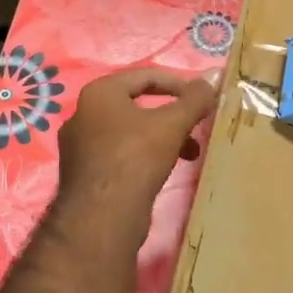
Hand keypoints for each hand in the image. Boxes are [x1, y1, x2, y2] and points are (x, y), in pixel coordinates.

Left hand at [54, 66, 217, 252]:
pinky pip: (120, 153)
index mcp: (99, 93)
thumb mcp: (172, 124)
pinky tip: (164, 172)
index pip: (144, 76)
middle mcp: (83, 114)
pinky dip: (145, 156)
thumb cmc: (135, 157)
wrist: (102, 217)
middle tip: (195, 126)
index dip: (178, 83)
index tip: (201, 98)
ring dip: (163, 138)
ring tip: (189, 154)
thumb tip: (212, 77)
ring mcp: (80, 145)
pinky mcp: (84, 173)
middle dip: (172, 116)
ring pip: (130, 131)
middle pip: (137, 104)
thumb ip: (194, 99)